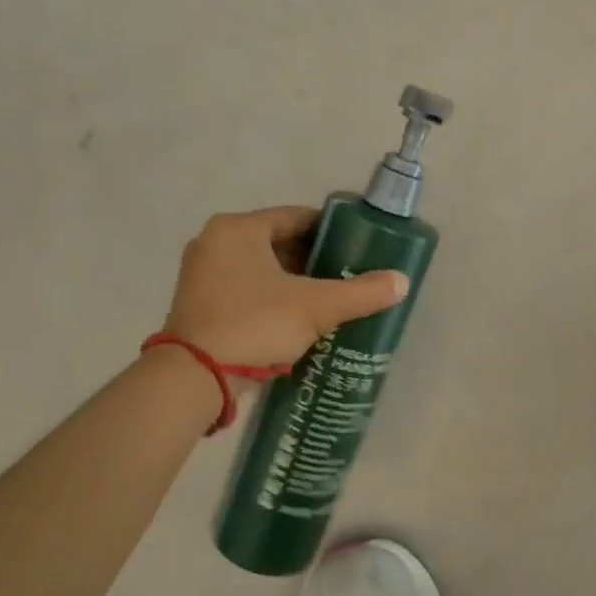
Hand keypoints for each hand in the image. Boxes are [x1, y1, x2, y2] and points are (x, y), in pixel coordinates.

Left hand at [162, 206, 408, 368]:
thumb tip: (403, 281)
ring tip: (325, 300)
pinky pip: (243, 289)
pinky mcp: (197, 303)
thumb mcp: (316, 307)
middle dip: (312, 260)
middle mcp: (214, 242)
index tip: (355, 249)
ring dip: (291, 281)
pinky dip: (269, 297)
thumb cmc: (255, 325)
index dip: (330, 231)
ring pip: (260, 268)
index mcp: (238, 229)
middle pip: (277, 242)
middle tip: (344, 278)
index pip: (296, 217)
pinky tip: (293, 319)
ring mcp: (200, 273)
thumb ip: (361, 293)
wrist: (193, 378)